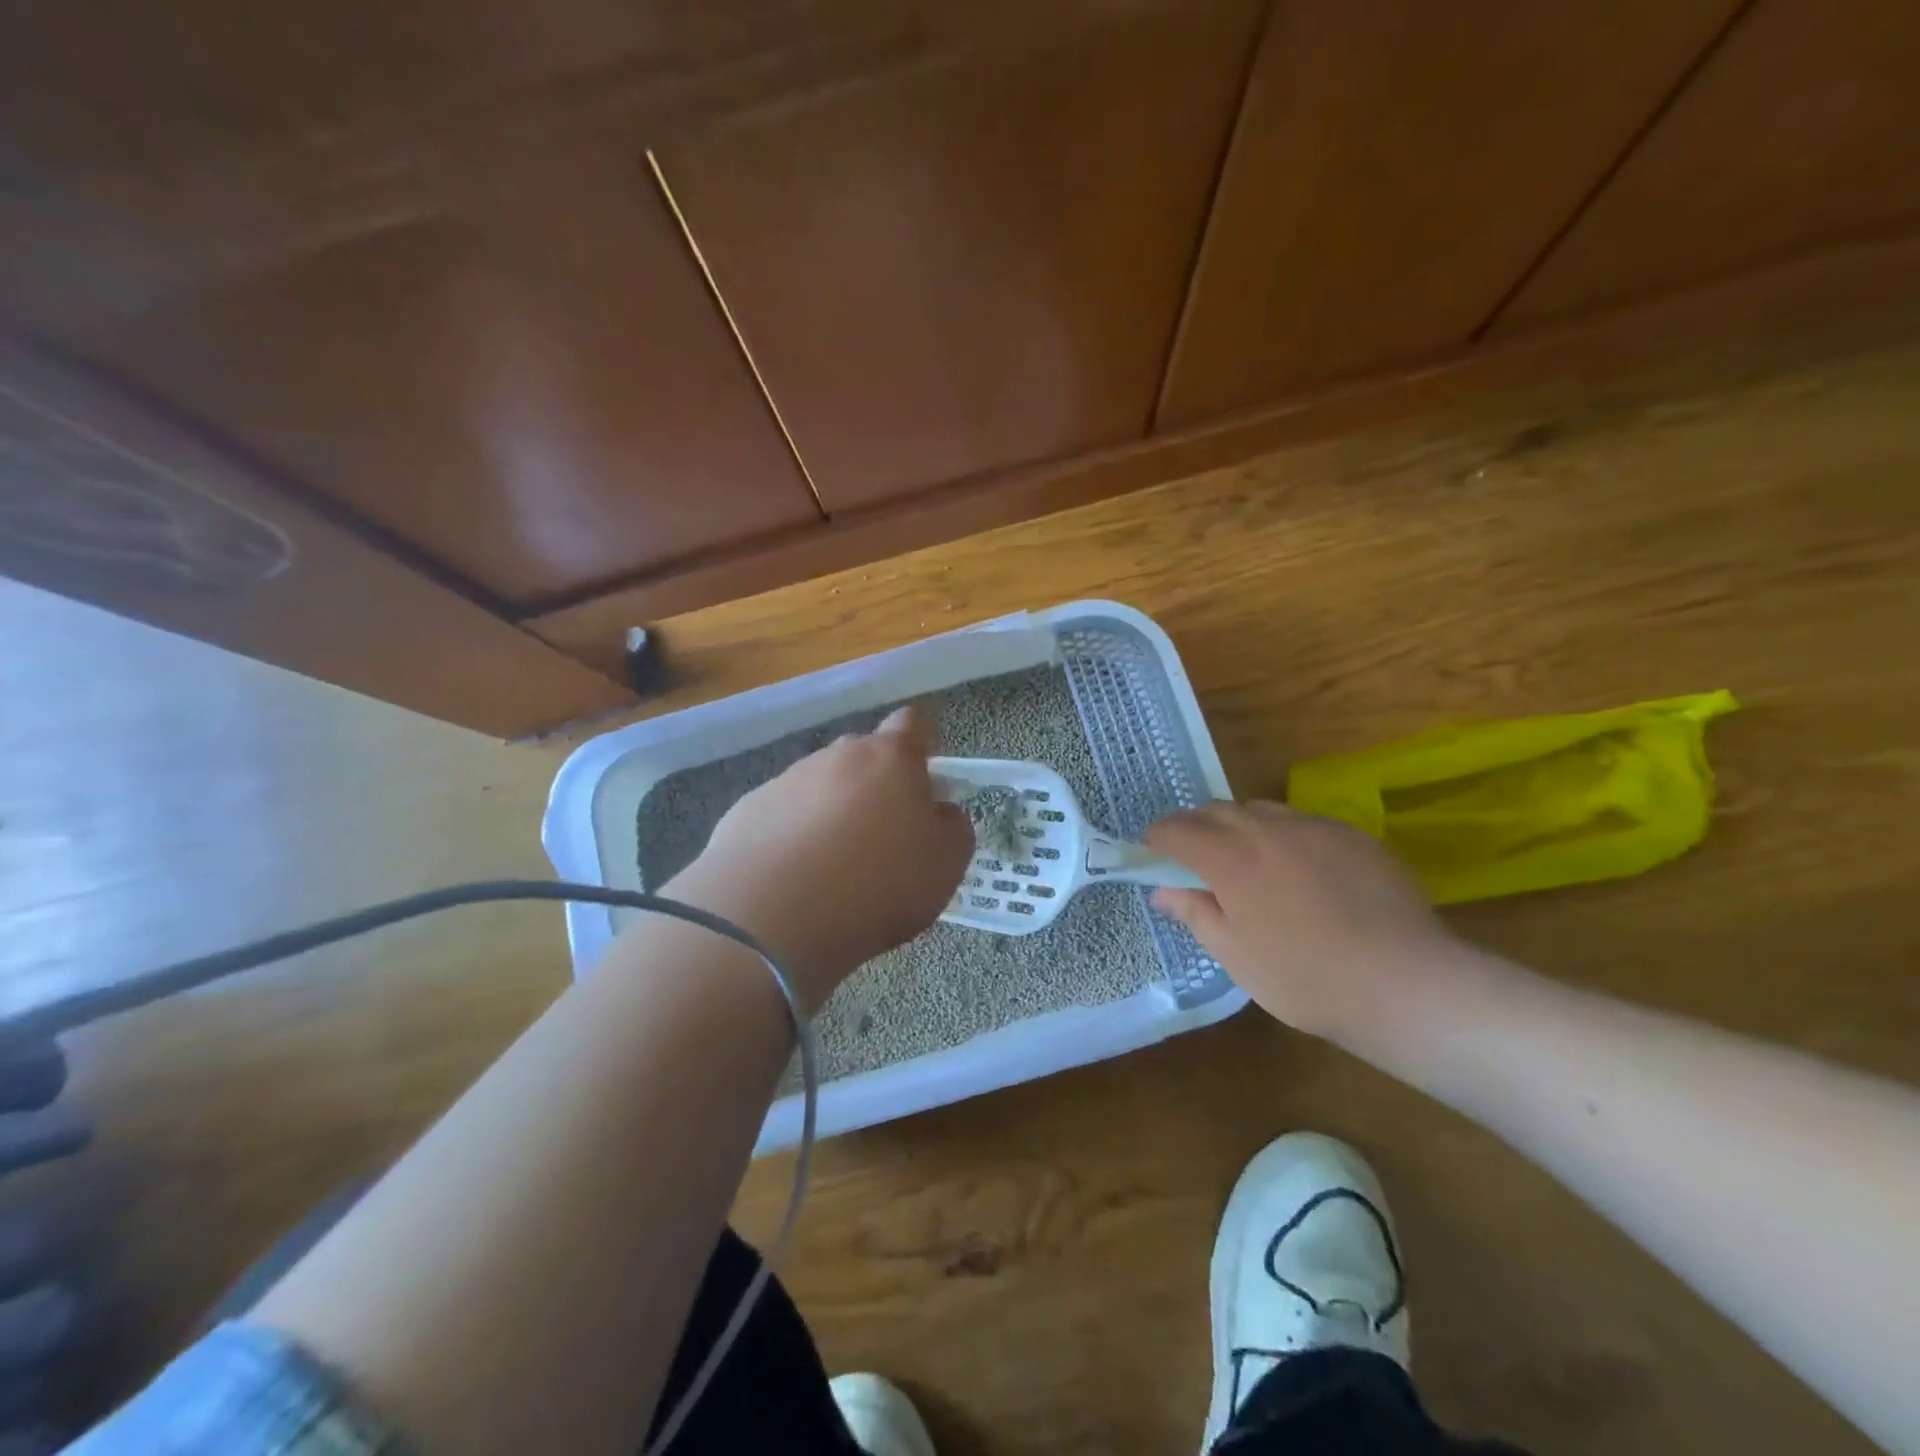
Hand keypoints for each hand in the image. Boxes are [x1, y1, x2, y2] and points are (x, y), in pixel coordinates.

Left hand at [665, 706, 973, 1008]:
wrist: (773, 916)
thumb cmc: (878, 884)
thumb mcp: (946, 863)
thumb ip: (952, 827)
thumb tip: (939, 811)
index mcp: (890, 758)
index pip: (912, 724)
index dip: (921, 746)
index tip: (923, 780)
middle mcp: (837, 756)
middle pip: (863, 756)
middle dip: (875, 785)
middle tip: (883, 836)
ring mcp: (787, 781)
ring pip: (821, 786)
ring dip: (832, 813)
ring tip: (833, 868)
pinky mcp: (746, 811)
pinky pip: (782, 815)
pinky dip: (793, 837)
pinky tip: (794, 879)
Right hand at [1143, 800, 1465, 1041]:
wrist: (1406, 984)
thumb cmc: (1306, 978)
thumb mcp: (1236, 955)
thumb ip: (1195, 913)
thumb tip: (1163, 891)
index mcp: (1230, 858)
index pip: (1177, 830)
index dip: (1158, 838)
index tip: (1153, 853)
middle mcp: (1267, 828)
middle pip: (1217, 810)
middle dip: (1196, 827)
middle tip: (1195, 860)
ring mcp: (1315, 827)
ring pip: (1260, 810)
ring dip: (1240, 826)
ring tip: (1247, 860)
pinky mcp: (1353, 835)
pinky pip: (1303, 822)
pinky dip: (1283, 835)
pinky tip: (1300, 870)